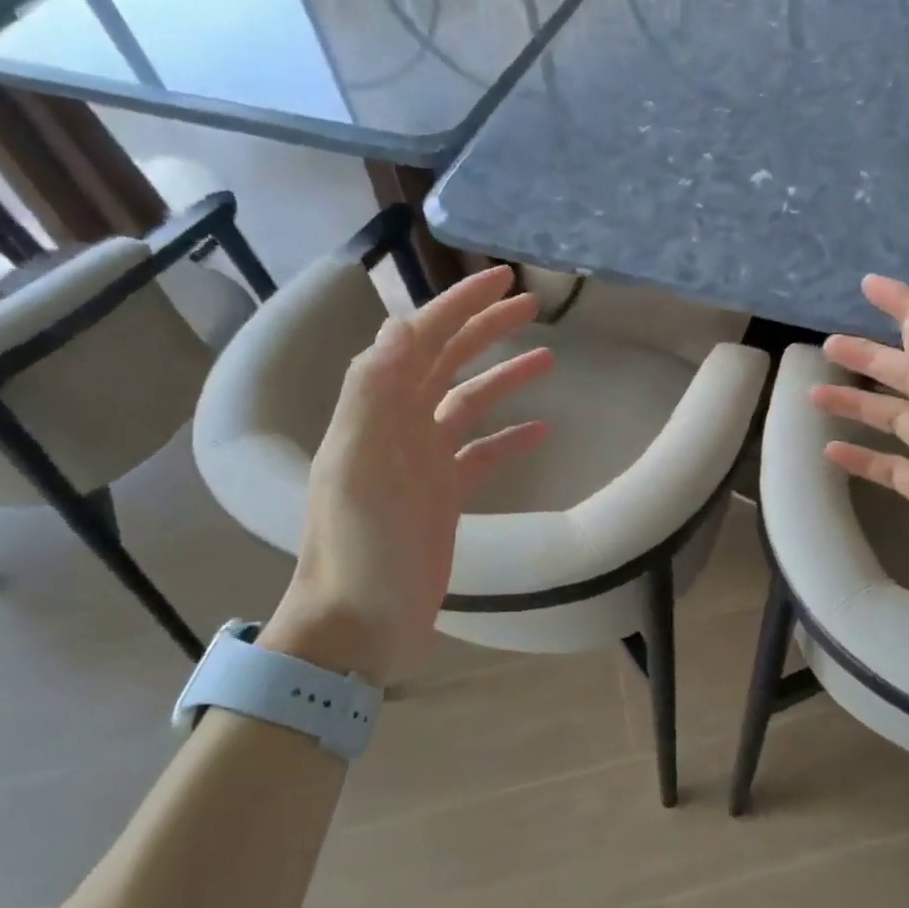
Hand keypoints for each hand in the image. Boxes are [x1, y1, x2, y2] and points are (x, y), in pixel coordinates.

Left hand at [262, 265, 552, 682]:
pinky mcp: (444, 497)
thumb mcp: (360, 468)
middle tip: (532, 306)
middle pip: (445, 362)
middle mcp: (398, 428)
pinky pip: (482, 454)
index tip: (502, 279)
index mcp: (377, 413)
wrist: (358, 628)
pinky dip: (509, 438)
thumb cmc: (361, 549)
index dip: (457, 306)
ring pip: (468, 404)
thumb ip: (375, 393)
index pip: (419, 341)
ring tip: (549, 359)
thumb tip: (403, 323)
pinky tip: (541, 430)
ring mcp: (423, 463)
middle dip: (485, 329)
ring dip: (503, 377)